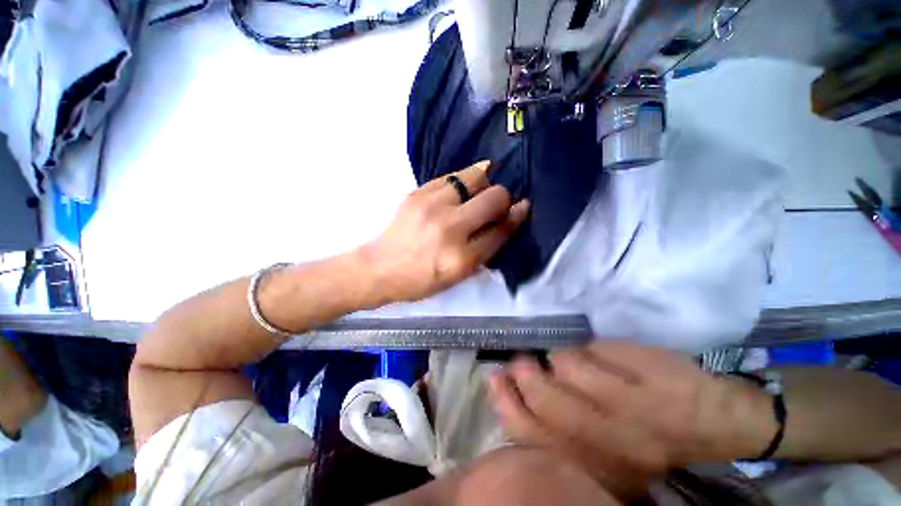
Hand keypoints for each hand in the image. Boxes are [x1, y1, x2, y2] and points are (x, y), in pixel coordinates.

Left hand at [361, 161, 529, 303]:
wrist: (380, 268)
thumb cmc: (421, 280)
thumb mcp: (457, 277)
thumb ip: (484, 252)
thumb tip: (504, 223)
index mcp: (462, 259)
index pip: (502, 230)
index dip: (517, 216)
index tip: (523, 207)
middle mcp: (451, 229)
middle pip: (494, 198)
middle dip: (504, 198)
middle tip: (497, 203)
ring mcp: (432, 207)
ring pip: (475, 177)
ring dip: (484, 183)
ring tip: (479, 192)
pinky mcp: (417, 193)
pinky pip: (451, 177)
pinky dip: (462, 180)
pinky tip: (461, 188)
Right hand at [488, 342, 777, 495]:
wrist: (712, 421)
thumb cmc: (648, 438)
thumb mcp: (601, 449)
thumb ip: (560, 428)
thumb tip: (520, 394)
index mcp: (593, 458)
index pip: (532, 433)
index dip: (506, 404)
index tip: (494, 380)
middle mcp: (608, 437)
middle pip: (548, 402)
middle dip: (525, 377)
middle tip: (517, 362)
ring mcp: (631, 404)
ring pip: (569, 370)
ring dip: (553, 359)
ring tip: (550, 356)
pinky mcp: (648, 374)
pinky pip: (599, 352)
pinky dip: (583, 348)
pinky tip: (582, 351)